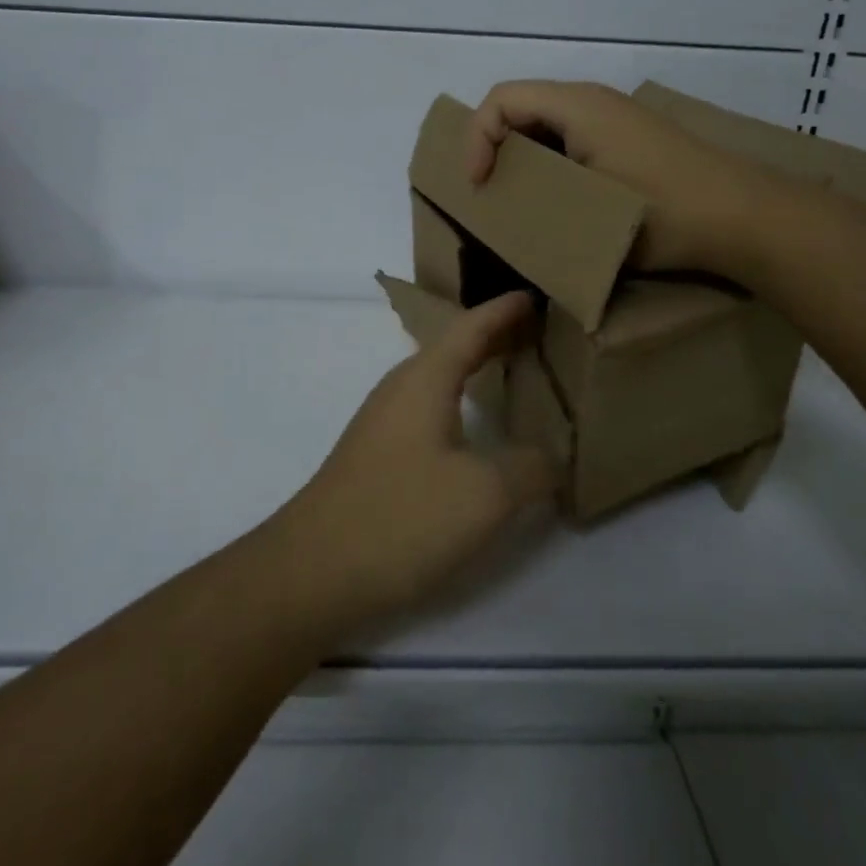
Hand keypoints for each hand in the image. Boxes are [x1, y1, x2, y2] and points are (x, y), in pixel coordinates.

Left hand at [272, 293, 557, 629]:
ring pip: (438, 378)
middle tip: (535, 330)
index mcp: (425, 379)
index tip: (533, 295)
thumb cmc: (401, 516)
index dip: (504, 310)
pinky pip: (428, 407)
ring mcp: (383, 422)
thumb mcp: (484, 494)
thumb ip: (529, 468)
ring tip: (511, 369)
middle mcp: (401, 388)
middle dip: (493, 335)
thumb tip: (551, 457)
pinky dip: (460, 399)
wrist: (313, 570)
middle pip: (453, 347)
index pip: (471, 327)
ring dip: (475, 367)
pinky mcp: (377, 455)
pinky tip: (473, 428)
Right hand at [465, 79, 744, 271]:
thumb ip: (533, 205)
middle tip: (490, 194)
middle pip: (521, 108)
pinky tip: (559, 201)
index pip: (501, 99)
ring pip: (546, 125)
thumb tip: (500, 215)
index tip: (479, 186)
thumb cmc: (663, 213)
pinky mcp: (628, 140)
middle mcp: (593, 102)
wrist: (746, 218)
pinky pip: (571, 139)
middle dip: (495, 148)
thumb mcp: (587, 214)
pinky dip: (550, 163)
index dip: (476, 139)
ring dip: (523, 158)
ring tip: (519, 201)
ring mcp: (614, 119)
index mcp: (578, 106)